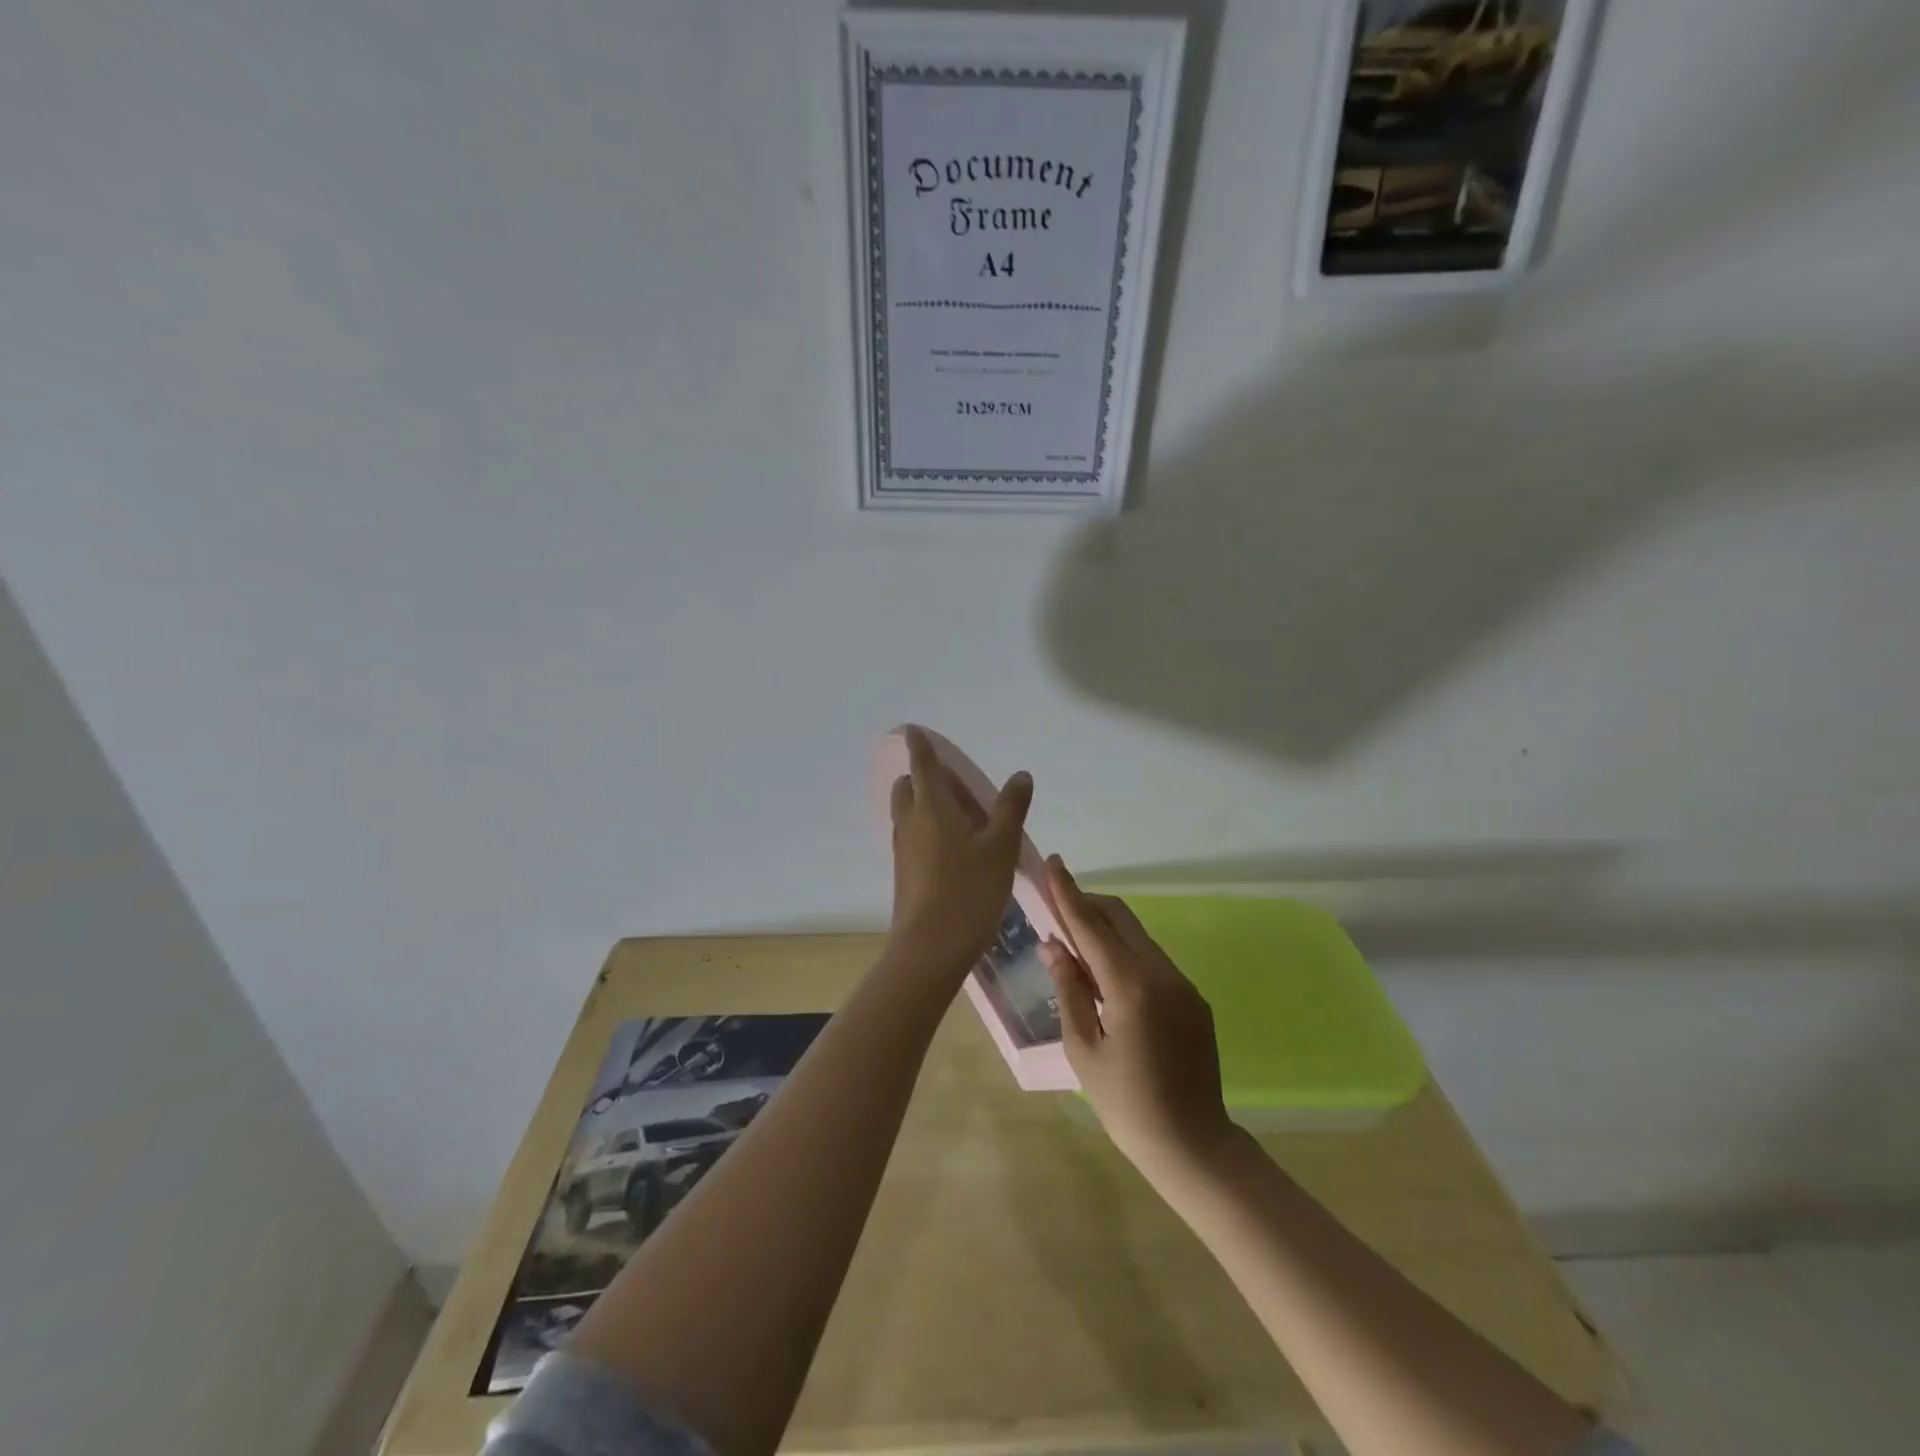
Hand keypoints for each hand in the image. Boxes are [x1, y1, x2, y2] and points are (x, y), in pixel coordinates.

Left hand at [888, 727, 1032, 975]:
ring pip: (910, 813)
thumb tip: (1020, 775)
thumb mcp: (1001, 847)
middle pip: (910, 787)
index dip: (919, 745)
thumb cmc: (969, 891)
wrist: (930, 949)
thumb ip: (1011, 808)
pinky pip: (913, 836)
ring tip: (965, 820)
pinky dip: (928, 829)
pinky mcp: (904, 872)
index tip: (913, 730)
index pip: (922, 764)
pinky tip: (956, 851)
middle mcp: (910, 822)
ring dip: (928, 805)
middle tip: (962, 789)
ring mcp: (903, 849)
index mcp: (931, 807)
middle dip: (927, 778)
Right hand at [1040, 857, 1236, 1181]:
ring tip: (1074, 943)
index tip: (1052, 862)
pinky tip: (1106, 976)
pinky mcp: (1193, 997)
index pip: (1091, 925)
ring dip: (1105, 929)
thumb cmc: (1126, 1104)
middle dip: (1086, 903)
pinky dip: (1124, 952)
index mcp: (1130, 986)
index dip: (1067, 892)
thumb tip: (1053, 945)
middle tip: (1055, 904)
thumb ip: (1069, 989)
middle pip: (1119, 917)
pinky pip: (1151, 959)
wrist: (1194, 1145)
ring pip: (1137, 936)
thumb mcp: (1083, 1049)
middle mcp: (1161, 973)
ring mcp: (1182, 983)